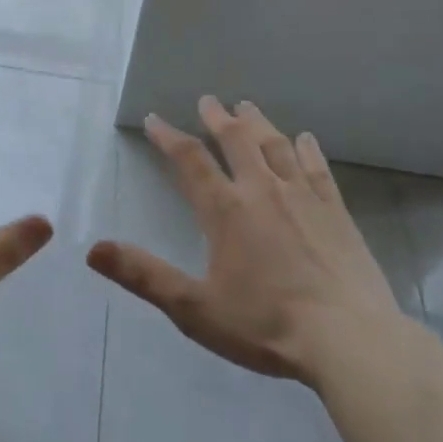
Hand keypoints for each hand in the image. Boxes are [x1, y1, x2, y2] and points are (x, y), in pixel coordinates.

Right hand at [87, 96, 411, 384]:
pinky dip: (306, 149)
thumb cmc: (266, 325)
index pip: (190, 160)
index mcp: (225, 210)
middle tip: (208, 100)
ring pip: (275, 145)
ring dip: (257, 123)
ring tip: (246, 106)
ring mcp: (303, 197)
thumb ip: (144, 275)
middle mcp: (262, 190)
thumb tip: (93, 249)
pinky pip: (317, 168)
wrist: (350, 341)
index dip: (168, 136)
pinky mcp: (336, 211)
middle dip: (217, 118)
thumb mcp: (195, 309)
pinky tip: (304, 139)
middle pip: (236, 140)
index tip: (154, 119)